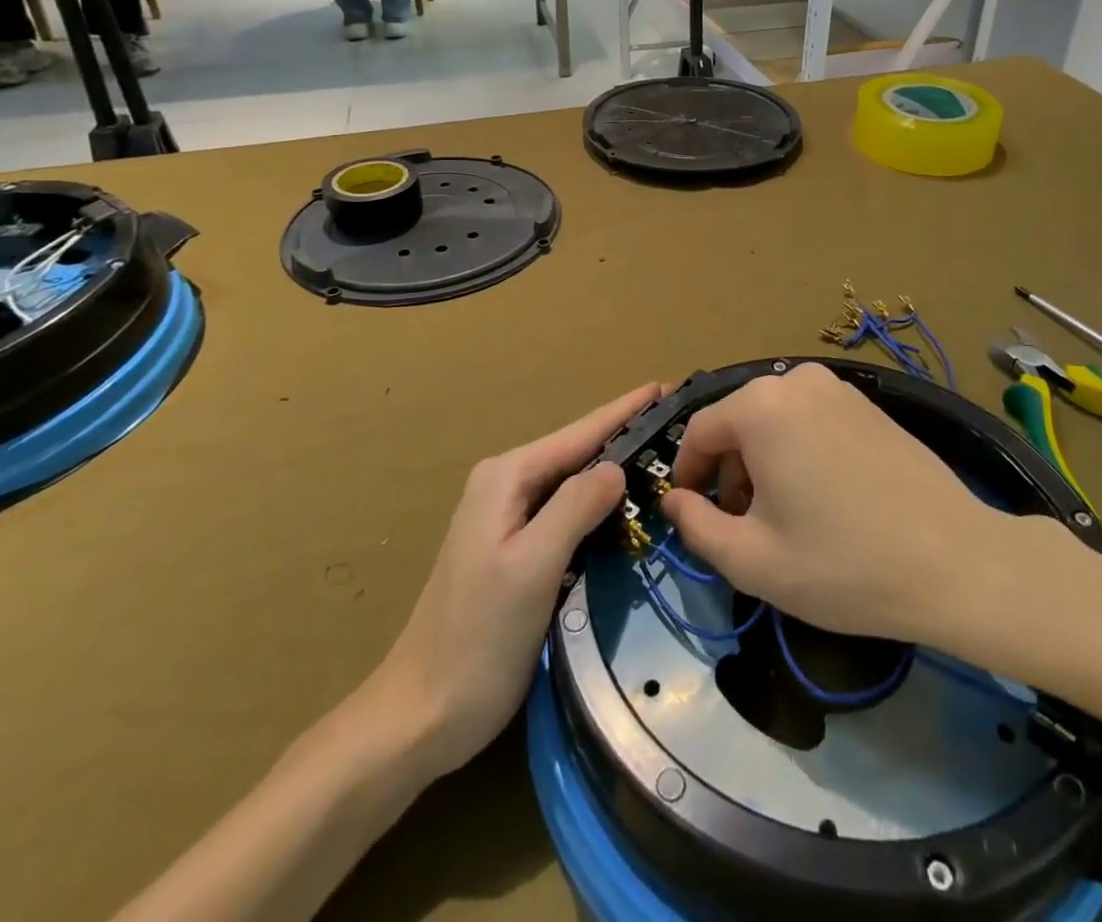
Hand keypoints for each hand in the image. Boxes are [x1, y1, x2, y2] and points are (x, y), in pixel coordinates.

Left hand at [335, 384, 658, 782]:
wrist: (421, 714)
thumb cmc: (477, 639)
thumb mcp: (532, 567)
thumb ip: (575, 508)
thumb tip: (617, 467)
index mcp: (506, 478)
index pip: (580, 433)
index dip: (625, 410)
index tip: (667, 387)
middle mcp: (505, 486)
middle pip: (578, 453)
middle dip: (626, 438)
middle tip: (680, 428)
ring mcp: (507, 518)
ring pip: (574, 484)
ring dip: (615, 474)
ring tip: (665, 461)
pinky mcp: (515, 550)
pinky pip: (567, 514)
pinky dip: (599, 509)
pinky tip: (628, 512)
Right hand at [659, 362, 1008, 643]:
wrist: (956, 561)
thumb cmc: (843, 564)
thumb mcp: (753, 560)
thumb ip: (696, 526)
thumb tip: (673, 501)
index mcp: (761, 406)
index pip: (700, 431)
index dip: (688, 474)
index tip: (692, 514)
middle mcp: (797, 381)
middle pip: (739, 422)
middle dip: (729, 471)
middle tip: (742, 525)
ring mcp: (839, 388)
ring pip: (776, 421)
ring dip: (764, 462)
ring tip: (784, 517)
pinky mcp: (870, 404)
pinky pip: (812, 420)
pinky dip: (799, 451)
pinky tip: (824, 499)